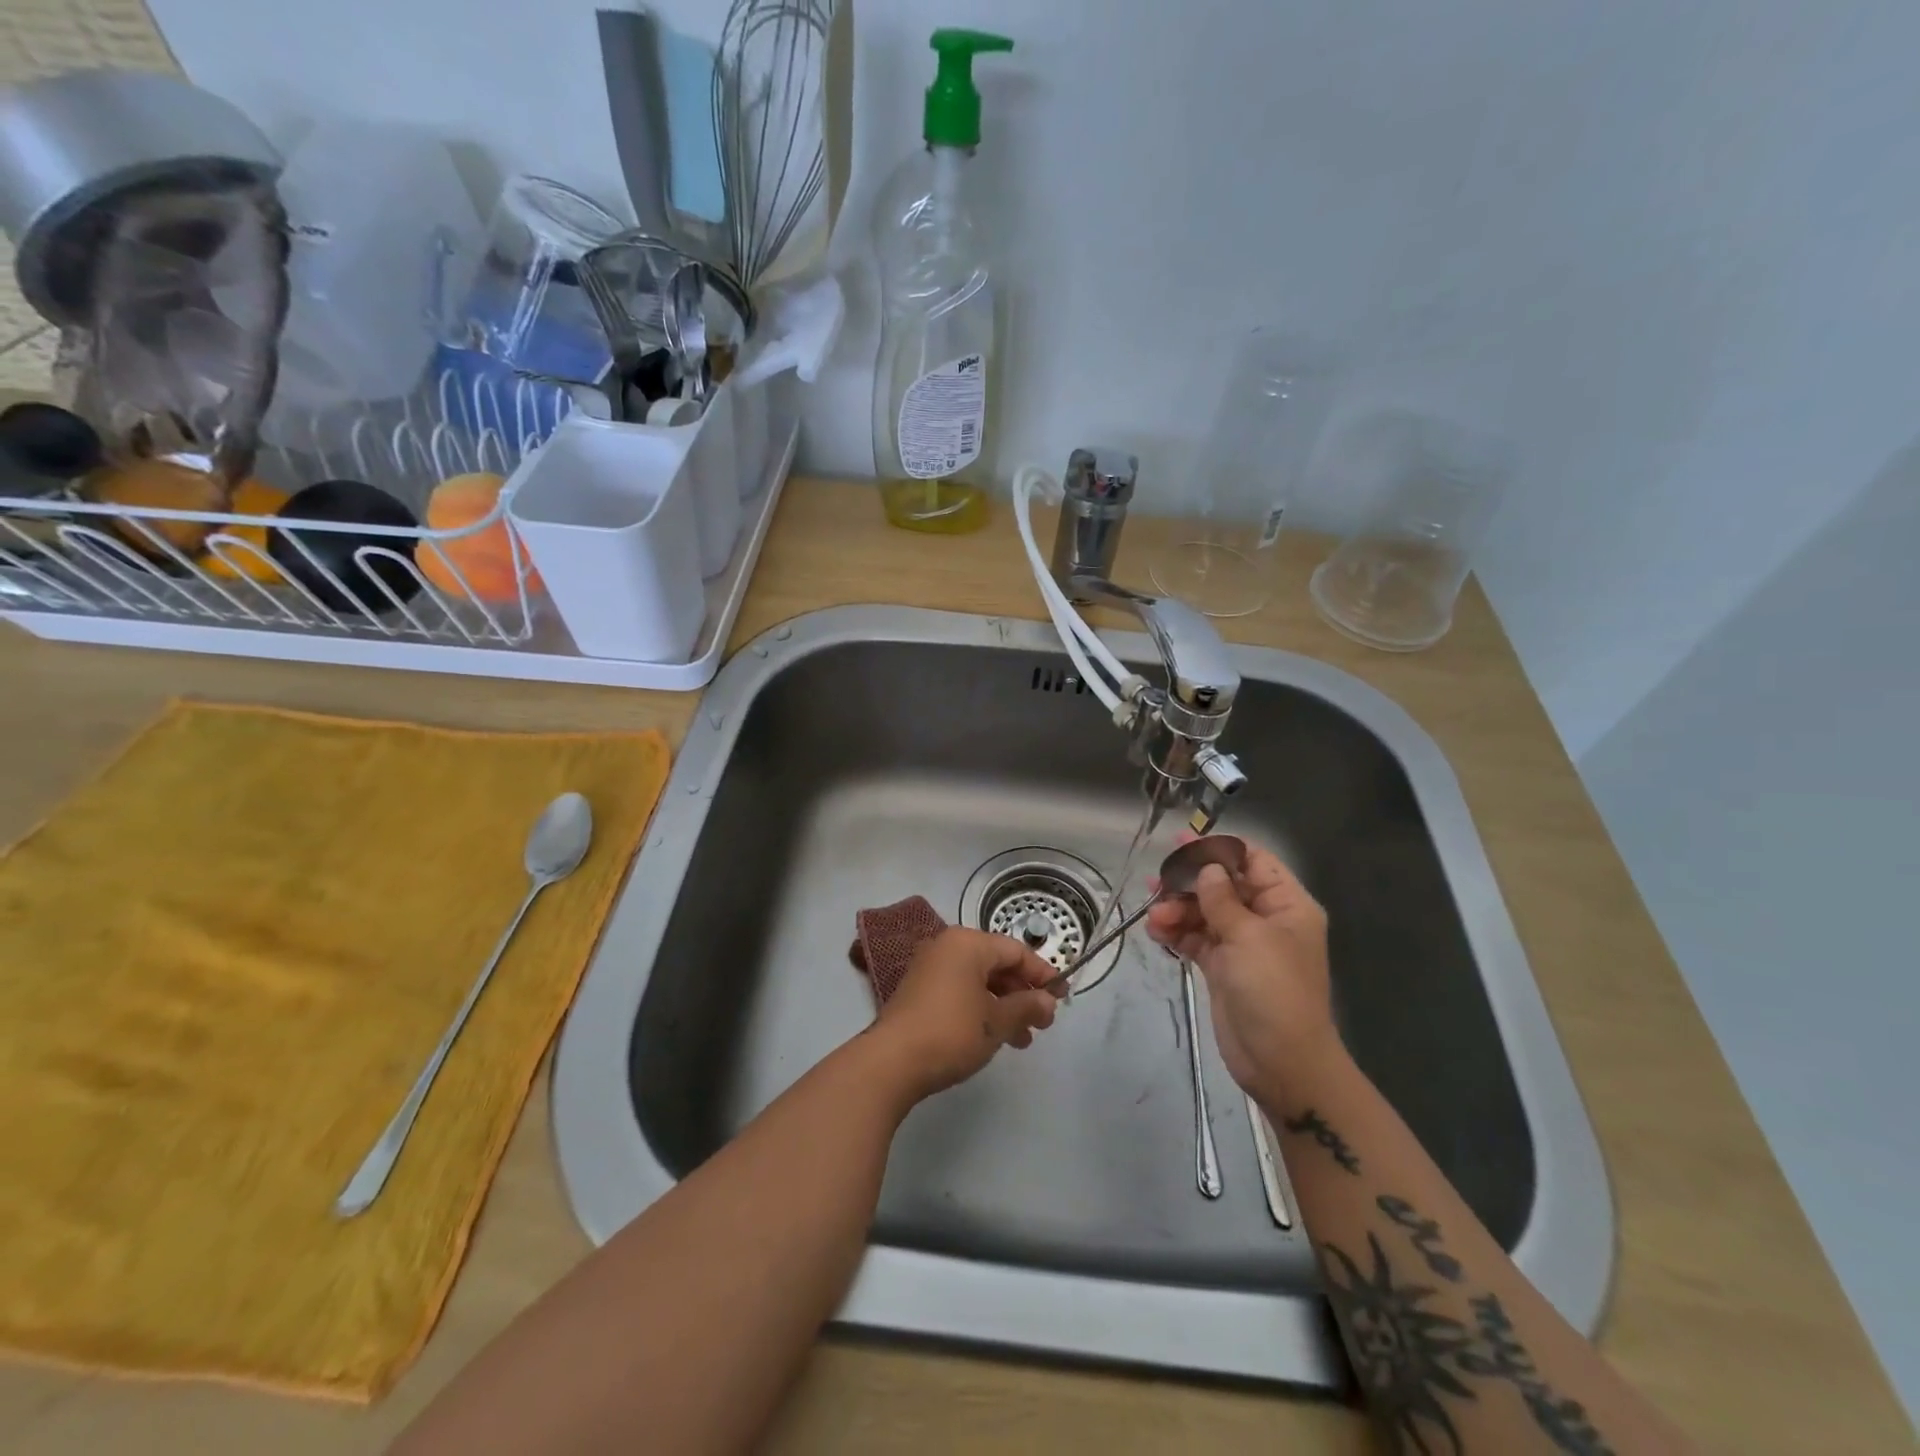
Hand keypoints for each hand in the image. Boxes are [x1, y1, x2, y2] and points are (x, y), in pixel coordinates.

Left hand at [871, 928, 1059, 1101]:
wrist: (891, 1062)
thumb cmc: (951, 1032)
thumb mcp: (997, 1022)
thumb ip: (1027, 1007)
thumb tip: (1048, 1001)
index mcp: (967, 943)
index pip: (1015, 950)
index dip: (1042, 973)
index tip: (1062, 997)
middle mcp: (947, 947)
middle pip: (996, 964)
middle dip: (1023, 993)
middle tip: (1044, 1023)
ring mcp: (929, 968)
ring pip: (979, 981)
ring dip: (1004, 1006)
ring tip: (1023, 1040)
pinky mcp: (919, 991)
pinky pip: (961, 991)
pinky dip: (981, 1009)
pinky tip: (994, 1037)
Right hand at [1145, 841, 1341, 1101]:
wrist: (1281, 1062)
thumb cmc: (1274, 991)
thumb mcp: (1249, 937)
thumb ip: (1223, 899)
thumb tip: (1208, 868)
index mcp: (1286, 904)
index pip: (1253, 862)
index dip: (1219, 850)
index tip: (1182, 842)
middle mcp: (1265, 919)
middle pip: (1222, 886)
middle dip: (1190, 884)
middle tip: (1157, 882)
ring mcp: (1242, 944)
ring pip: (1204, 912)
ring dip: (1178, 910)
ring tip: (1155, 918)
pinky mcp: (1222, 967)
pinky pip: (1196, 938)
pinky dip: (1176, 933)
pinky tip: (1156, 932)